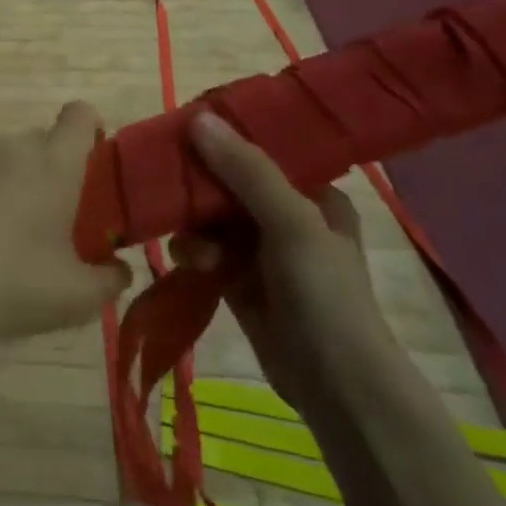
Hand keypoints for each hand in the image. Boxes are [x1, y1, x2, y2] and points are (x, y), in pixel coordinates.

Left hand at [0, 102, 133, 358]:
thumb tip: (120, 270)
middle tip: (38, 213)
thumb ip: (111, 279)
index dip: (88, 130)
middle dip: (43, 167)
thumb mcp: (78, 298)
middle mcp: (9, 145)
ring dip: (0, 175)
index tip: (86, 160)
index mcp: (54, 164)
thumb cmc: (14, 289)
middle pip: (36, 140)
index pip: (80, 115)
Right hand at [171, 111, 400, 414]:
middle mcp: (286, 214)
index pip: (261, 148)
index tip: (183, 127)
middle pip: (228, 182)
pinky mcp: (238, 280)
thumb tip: (198, 118)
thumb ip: (246, 170)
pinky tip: (190, 264)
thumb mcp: (292, 222)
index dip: (223, 135)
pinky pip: (204, 250)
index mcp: (313, 192)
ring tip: (191, 247)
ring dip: (194, 226)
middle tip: (166, 181)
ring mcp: (261, 249)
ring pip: (210, 217)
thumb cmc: (325, 294)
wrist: (338, 388)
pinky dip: (193, 253)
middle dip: (199, 186)